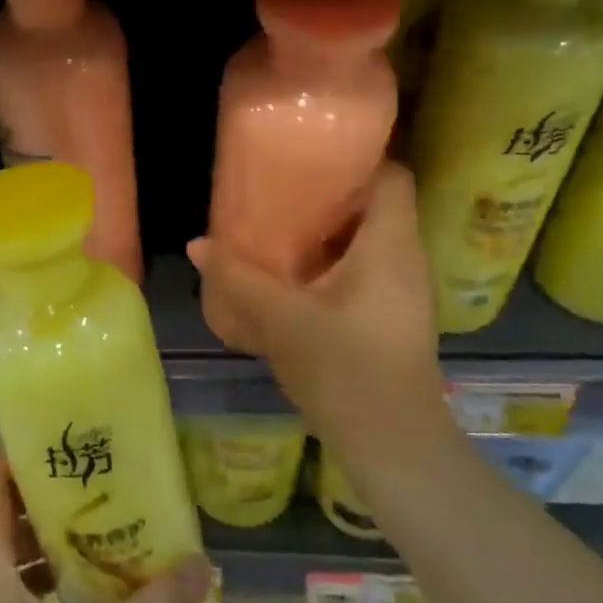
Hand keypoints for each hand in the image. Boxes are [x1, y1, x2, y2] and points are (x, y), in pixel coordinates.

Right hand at [188, 162, 450, 455]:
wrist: (393, 447)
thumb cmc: (345, 369)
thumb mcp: (280, 319)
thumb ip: (237, 278)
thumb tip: (197, 244)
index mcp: (390, 245)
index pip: (392, 176)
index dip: (358, 158)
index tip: (311, 156)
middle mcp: (405, 260)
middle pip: (376, 206)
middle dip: (330, 195)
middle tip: (280, 189)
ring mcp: (403, 293)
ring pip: (368, 242)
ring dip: (328, 232)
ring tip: (279, 227)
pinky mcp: (392, 319)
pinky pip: (364, 271)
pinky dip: (332, 264)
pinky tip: (294, 277)